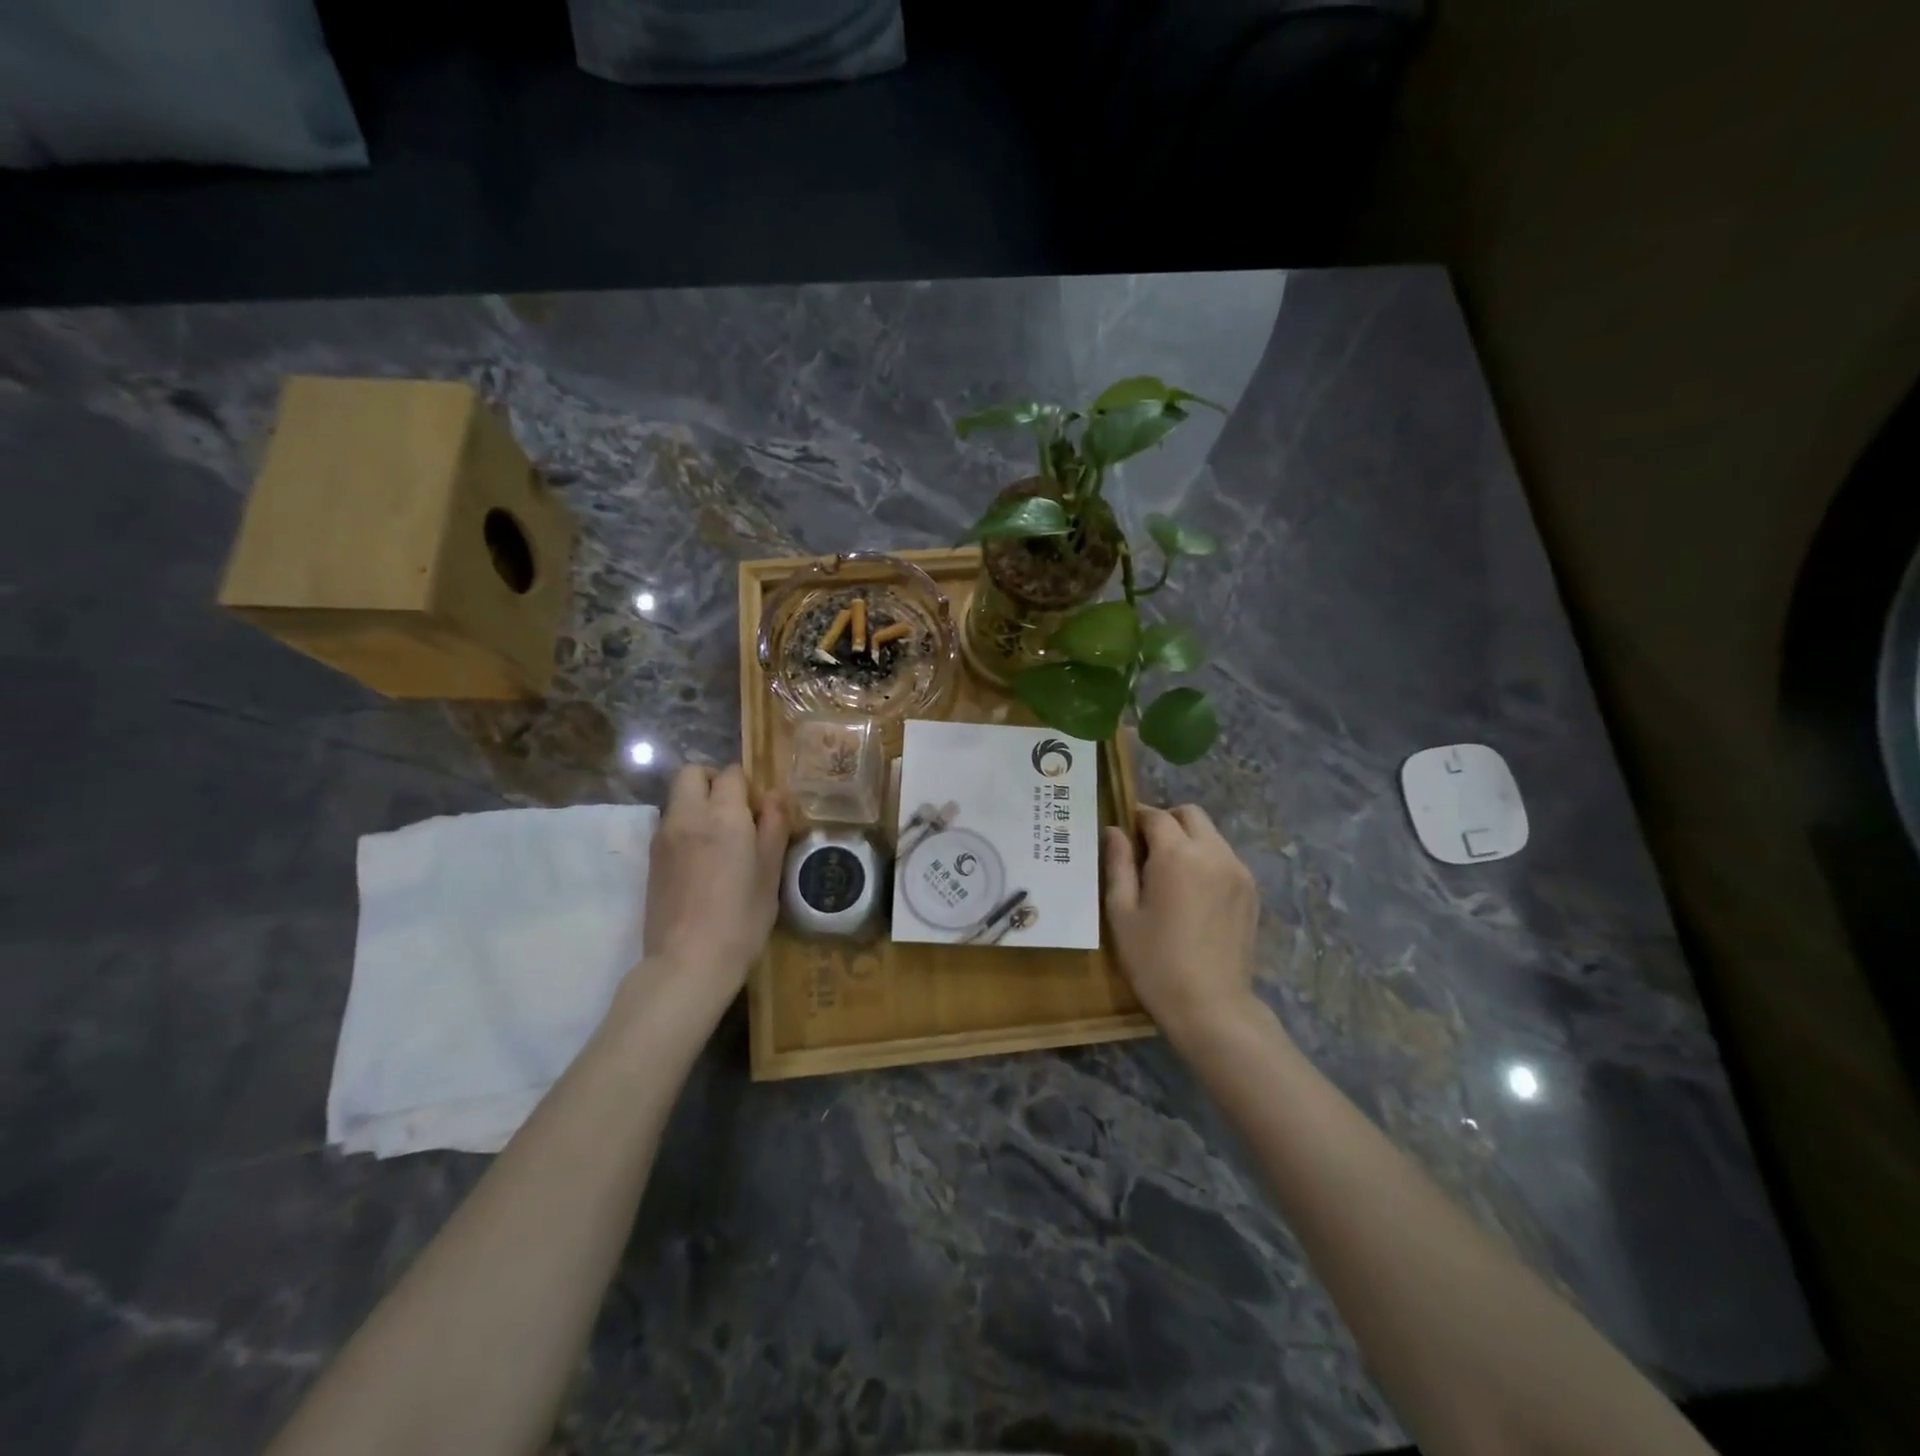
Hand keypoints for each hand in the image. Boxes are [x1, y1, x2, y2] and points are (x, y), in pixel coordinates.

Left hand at [639, 764, 788, 1003]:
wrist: (688, 962)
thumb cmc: (742, 919)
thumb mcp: (770, 874)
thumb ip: (773, 827)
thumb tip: (774, 796)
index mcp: (724, 816)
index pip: (731, 774)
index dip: (748, 785)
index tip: (760, 809)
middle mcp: (688, 816)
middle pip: (692, 773)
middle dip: (714, 781)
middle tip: (735, 810)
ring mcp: (664, 836)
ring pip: (678, 797)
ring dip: (698, 803)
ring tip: (719, 838)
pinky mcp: (651, 858)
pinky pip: (669, 822)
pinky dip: (686, 824)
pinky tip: (702, 859)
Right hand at [1102, 804, 1261, 1046]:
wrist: (1211, 1006)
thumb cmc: (1154, 960)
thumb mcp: (1122, 912)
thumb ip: (1118, 864)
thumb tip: (1113, 831)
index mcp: (1177, 854)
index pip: (1155, 816)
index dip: (1135, 819)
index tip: (1122, 835)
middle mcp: (1213, 852)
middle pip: (1190, 814)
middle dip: (1166, 822)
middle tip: (1145, 851)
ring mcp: (1238, 871)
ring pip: (1211, 834)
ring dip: (1188, 840)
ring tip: (1169, 876)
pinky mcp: (1251, 891)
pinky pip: (1225, 858)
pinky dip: (1206, 860)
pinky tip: (1192, 893)